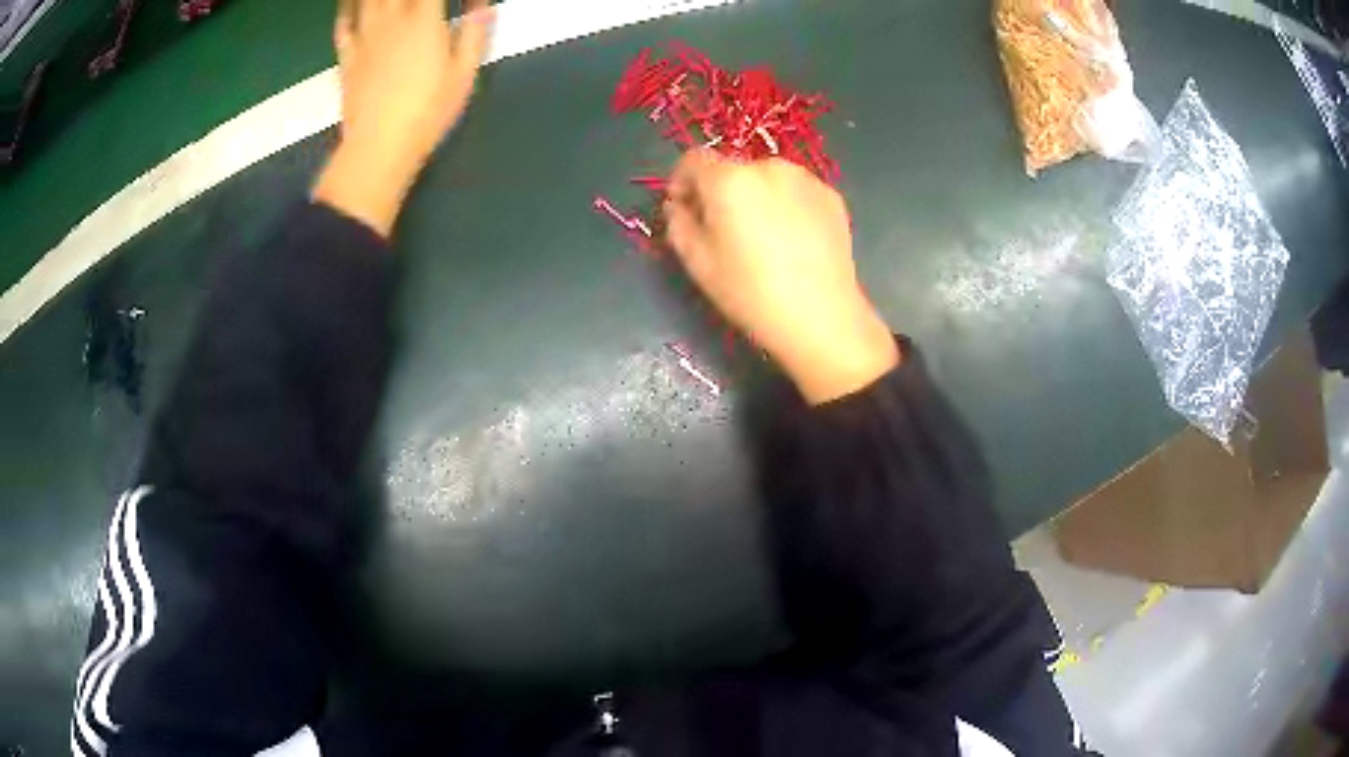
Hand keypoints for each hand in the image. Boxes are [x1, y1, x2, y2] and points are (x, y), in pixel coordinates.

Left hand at [313, 0, 494, 237]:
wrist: (378, 147)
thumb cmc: (428, 111)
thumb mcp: (464, 73)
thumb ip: (474, 30)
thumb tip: (480, 1)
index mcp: (424, 19)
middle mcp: (392, 18)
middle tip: (416, 1)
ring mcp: (365, 36)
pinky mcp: (347, 56)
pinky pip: (342, 23)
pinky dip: (346, 7)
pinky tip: (349, 3)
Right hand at [664, 151, 898, 404]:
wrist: (822, 316)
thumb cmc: (751, 293)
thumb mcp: (698, 263)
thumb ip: (678, 223)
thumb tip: (679, 205)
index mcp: (729, 179)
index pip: (693, 159)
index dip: (681, 181)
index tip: (684, 209)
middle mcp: (768, 166)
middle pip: (732, 168)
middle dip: (720, 191)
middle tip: (724, 231)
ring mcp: (805, 179)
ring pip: (766, 178)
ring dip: (755, 196)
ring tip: (762, 238)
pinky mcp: (831, 196)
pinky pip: (796, 191)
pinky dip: (786, 205)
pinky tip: (792, 242)